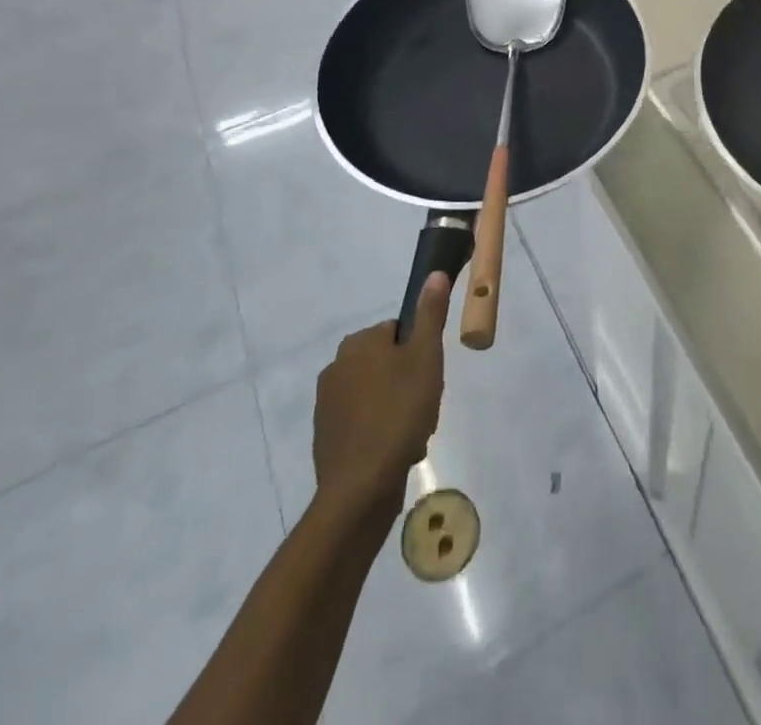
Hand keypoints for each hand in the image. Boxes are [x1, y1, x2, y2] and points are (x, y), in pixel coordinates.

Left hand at [313, 275, 450, 511]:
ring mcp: (327, 402)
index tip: (429, 377)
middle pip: (387, 363)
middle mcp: (337, 364)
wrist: (360, 487)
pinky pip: (362, 421)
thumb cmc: (399, 413)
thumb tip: (434, 273)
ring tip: (412, 433)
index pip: (398, 332)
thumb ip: (430, 313)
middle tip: (424, 406)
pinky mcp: (326, 434)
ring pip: (376, 393)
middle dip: (408, 381)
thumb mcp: (425, 357)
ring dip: (396, 407)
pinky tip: (395, 450)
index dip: (419, 353)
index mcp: (359, 341)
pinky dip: (379, 430)